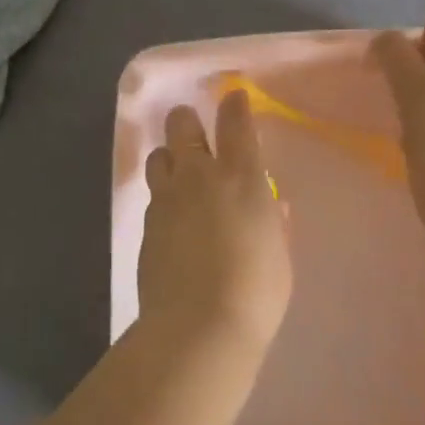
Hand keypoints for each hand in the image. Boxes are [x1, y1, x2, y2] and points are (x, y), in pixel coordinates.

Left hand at [138, 90, 292, 354]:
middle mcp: (199, 178)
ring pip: (158, 157)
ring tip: (181, 173)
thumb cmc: (257, 291)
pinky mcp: (145, 226)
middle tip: (195, 127)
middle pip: (182, 126)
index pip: (235, 123)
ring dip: (170, 157)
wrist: (199, 328)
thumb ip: (275, 222)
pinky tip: (174, 217)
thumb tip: (274, 204)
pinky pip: (153, 196)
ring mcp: (166, 200)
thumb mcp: (279, 253)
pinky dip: (163, 196)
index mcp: (242, 178)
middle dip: (188, 120)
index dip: (234, 104)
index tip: (234, 97)